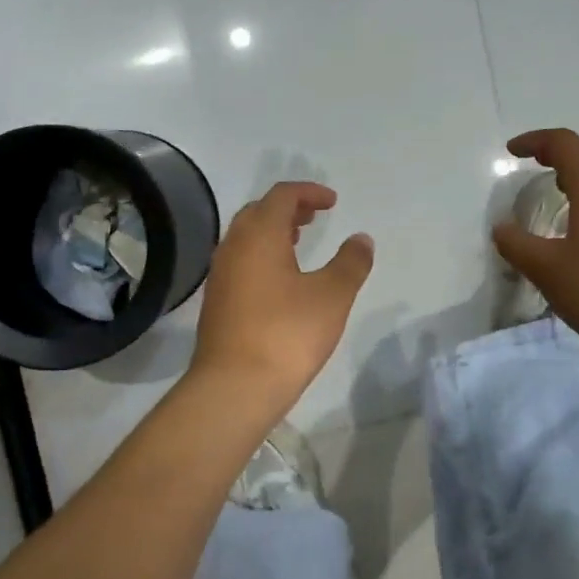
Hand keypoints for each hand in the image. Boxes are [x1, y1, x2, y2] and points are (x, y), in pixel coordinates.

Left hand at [191, 182, 374, 416]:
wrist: (234, 387)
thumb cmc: (287, 334)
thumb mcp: (332, 296)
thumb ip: (351, 262)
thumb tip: (361, 239)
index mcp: (259, 235)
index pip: (282, 195)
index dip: (309, 192)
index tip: (333, 202)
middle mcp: (233, 246)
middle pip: (259, 211)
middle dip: (289, 208)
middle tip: (315, 217)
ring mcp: (221, 275)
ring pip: (246, 237)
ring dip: (273, 231)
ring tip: (299, 242)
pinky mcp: (217, 301)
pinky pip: (240, 261)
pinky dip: (262, 255)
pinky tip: (281, 280)